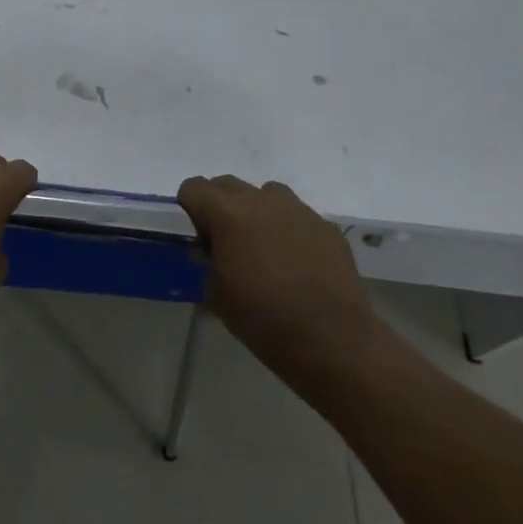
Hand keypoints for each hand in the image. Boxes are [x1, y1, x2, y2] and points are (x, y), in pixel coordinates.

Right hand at [179, 175, 379, 394]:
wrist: (331, 339)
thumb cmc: (262, 317)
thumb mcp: (216, 293)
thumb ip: (209, 261)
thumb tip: (215, 252)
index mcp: (227, 213)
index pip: (193, 187)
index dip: (191, 209)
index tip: (200, 237)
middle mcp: (261, 200)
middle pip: (227, 184)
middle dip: (220, 205)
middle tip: (227, 241)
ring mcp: (298, 210)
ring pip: (266, 194)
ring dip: (257, 211)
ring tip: (264, 246)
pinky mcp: (326, 227)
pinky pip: (298, 216)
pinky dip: (290, 229)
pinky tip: (297, 262)